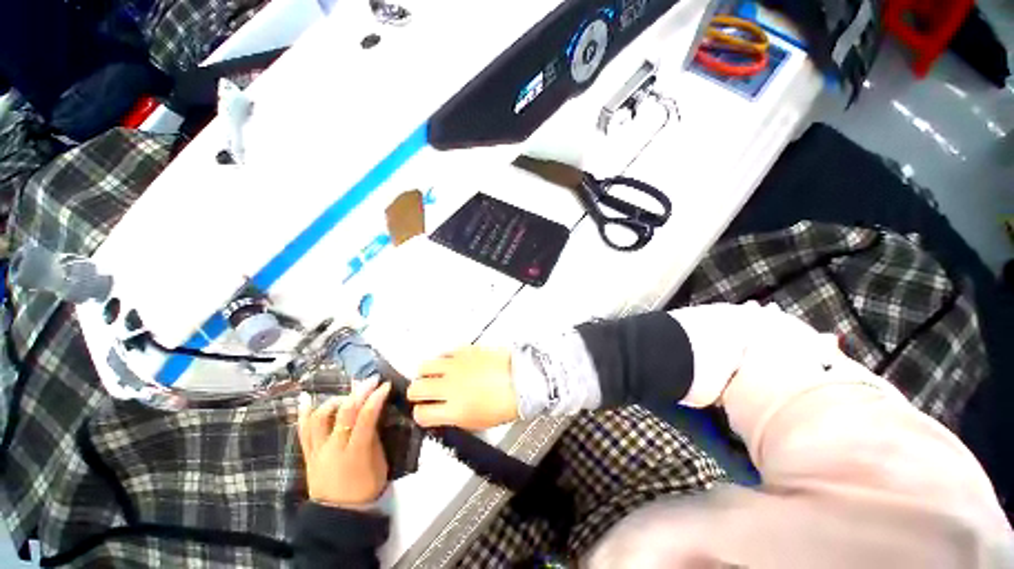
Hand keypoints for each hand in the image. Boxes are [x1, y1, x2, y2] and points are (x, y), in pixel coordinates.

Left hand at [298, 378, 390, 508]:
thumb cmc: (367, 487)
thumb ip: (374, 435)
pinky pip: (302, 431)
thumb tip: (373, 408)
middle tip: (370, 380)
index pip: (365, 418)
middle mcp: (333, 449)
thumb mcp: (379, 462)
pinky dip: (304, 413)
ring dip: (335, 400)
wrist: (339, 514)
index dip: (375, 399)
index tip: (385, 385)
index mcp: (355, 453)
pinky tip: (306, 397)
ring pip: (319, 418)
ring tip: (347, 394)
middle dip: (358, 392)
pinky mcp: (307, 454)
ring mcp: (317, 451)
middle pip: (343, 414)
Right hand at [407, 346, 518, 429]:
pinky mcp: (465, 350)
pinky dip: (443, 359)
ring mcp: (456, 365)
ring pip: (424, 366)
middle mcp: (450, 386)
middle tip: (425, 393)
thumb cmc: (505, 404)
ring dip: (426, 373)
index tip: (425, 412)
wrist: (522, 379)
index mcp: (455, 410)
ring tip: (435, 376)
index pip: (421, 414)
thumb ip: (454, 419)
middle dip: (416, 393)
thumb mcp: (479, 422)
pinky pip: (444, 353)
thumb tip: (441, 414)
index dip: (420, 414)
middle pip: (416, 388)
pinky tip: (451, 364)